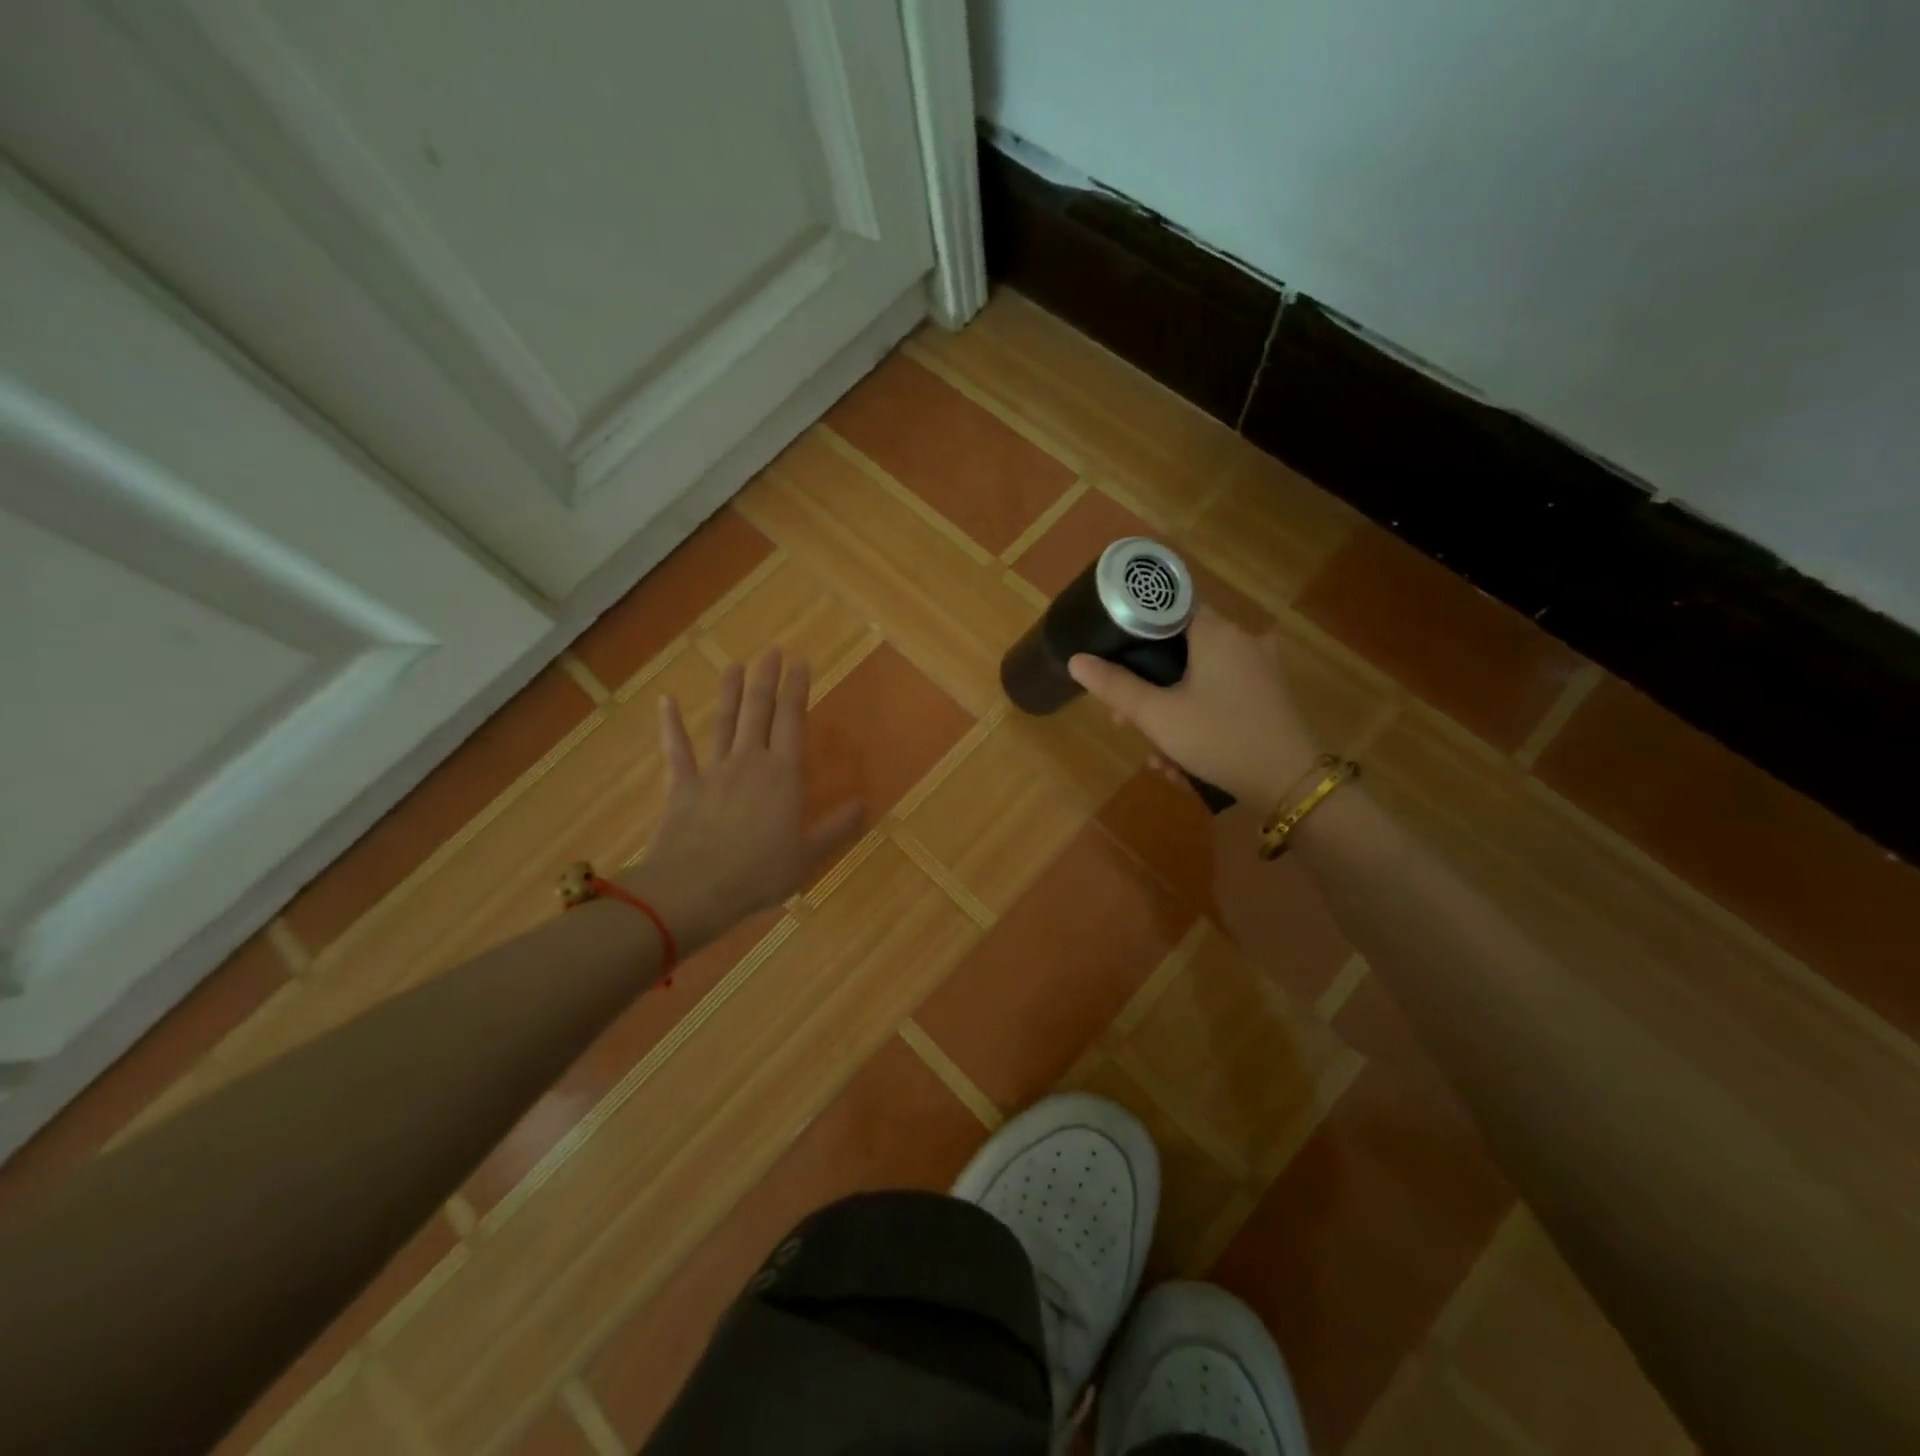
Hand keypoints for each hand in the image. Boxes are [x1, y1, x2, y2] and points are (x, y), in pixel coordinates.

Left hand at [623, 651, 863, 953]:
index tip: (801, 662)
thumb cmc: (759, 873)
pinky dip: (670, 725)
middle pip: (759, 711)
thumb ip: (837, 828)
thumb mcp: (808, 855)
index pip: (792, 721)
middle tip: (772, 651)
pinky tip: (666, 701)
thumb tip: (866, 804)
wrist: (694, 888)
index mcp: (783, 775)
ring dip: (730, 692)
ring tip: (735, 665)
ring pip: (724, 722)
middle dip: (767, 679)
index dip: (797, 689)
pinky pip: (676, 750)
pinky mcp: (682, 786)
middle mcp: (749, 762)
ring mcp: (713, 771)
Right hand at [1068, 606, 1316, 805]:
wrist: (1288, 784)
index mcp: (1217, 632)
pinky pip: (1220, 697)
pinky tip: (1184, 763)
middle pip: (1179, 650)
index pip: (1168, 608)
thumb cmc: (1218, 738)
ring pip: (1197, 680)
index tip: (1114, 659)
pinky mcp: (1267, 696)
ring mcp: (1260, 669)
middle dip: (1147, 688)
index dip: (1135, 630)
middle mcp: (1242, 640)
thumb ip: (1115, 686)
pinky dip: (1198, 721)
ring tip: (1158, 757)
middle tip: (1124, 721)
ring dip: (1170, 715)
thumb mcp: (1157, 715)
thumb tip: (1076, 660)